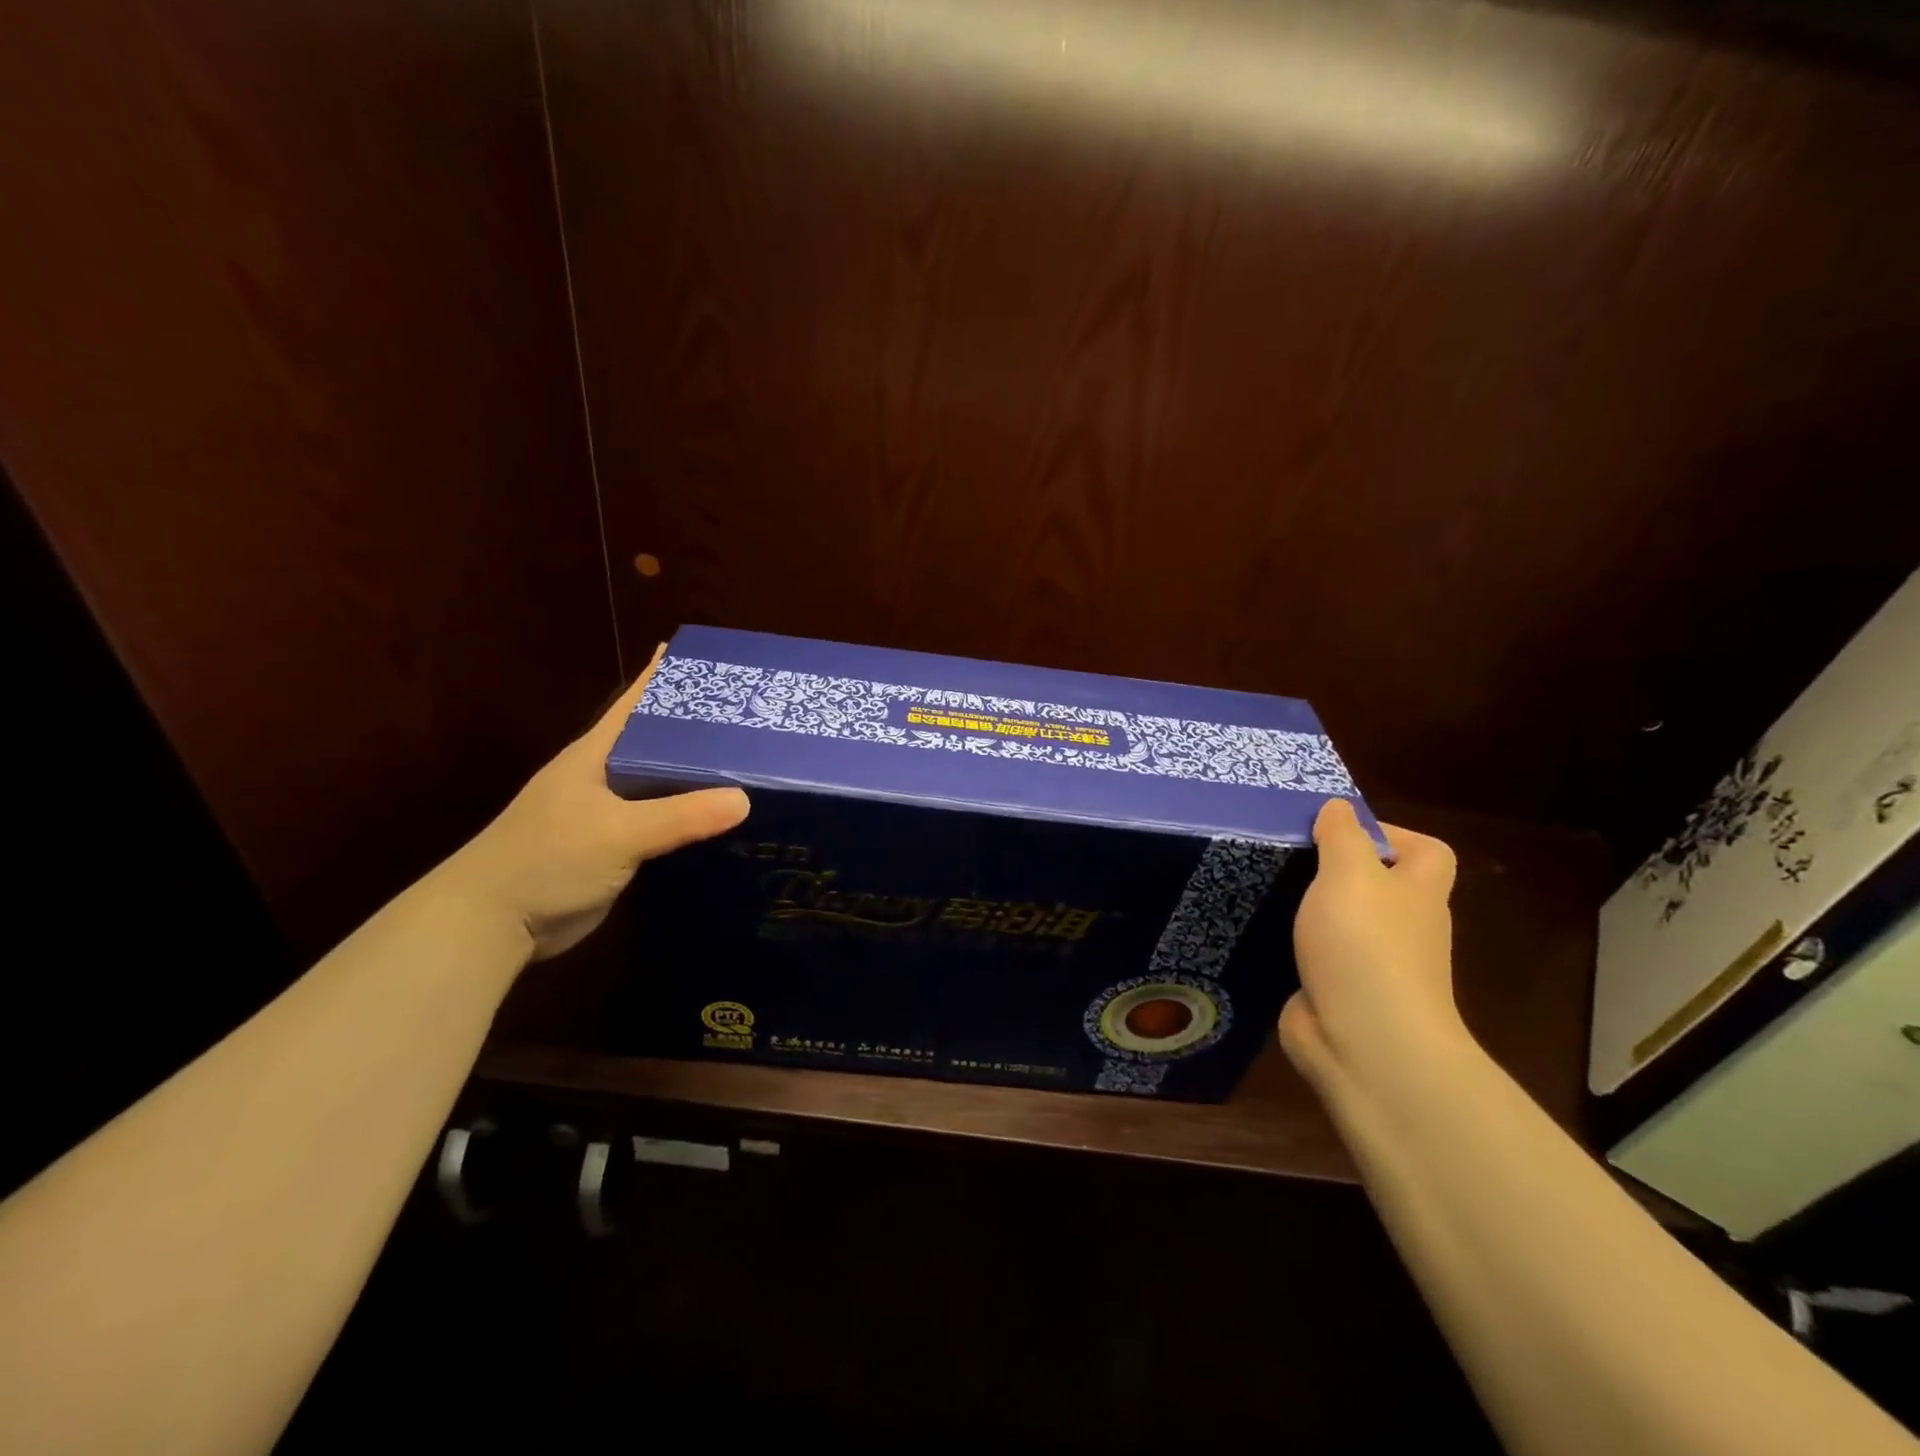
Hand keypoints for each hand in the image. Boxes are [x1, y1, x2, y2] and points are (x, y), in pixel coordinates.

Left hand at [441, 646, 749, 960]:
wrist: (493, 922)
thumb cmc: (547, 859)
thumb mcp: (618, 832)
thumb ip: (680, 816)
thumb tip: (745, 799)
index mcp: (594, 755)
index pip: (634, 704)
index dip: (662, 678)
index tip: (700, 658)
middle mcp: (603, 777)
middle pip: (656, 742)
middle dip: (695, 727)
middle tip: (746, 716)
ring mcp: (608, 814)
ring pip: (661, 784)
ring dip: (696, 775)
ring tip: (745, 762)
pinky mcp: (615, 847)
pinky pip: (662, 821)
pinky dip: (689, 815)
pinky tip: (720, 816)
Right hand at [1280, 799, 1470, 1094]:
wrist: (1365, 1044)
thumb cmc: (1364, 946)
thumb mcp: (1349, 874)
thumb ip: (1342, 836)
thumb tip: (1338, 807)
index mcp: (1417, 895)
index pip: (1426, 852)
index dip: (1390, 834)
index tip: (1337, 832)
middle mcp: (1404, 928)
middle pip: (1380, 887)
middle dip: (1337, 870)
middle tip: (1287, 857)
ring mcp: (1373, 966)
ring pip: (1344, 923)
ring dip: (1310, 909)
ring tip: (1264, 888)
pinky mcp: (1339, 993)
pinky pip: (1317, 956)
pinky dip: (1294, 945)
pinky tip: (1259, 933)